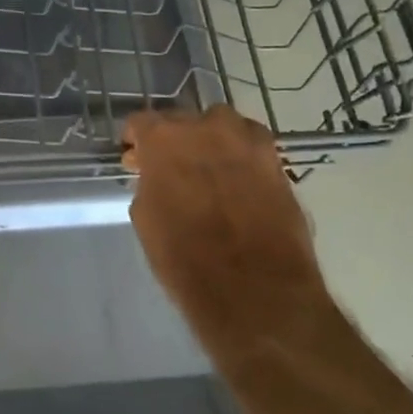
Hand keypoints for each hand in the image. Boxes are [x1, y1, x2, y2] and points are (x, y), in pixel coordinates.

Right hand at [121, 107, 323, 365]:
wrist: (255, 291)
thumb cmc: (186, 260)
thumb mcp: (147, 218)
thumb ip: (149, 183)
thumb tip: (156, 175)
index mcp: (163, 138)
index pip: (141, 123)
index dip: (136, 142)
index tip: (136, 161)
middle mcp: (205, 126)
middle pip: (182, 122)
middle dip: (174, 142)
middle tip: (172, 171)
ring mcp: (245, 140)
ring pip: (220, 127)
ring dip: (210, 143)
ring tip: (208, 173)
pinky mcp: (276, 160)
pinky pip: (250, 146)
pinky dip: (240, 157)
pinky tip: (238, 182)